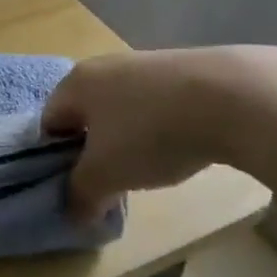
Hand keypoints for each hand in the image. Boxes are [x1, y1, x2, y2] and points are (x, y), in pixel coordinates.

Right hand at [42, 51, 223, 220]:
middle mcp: (102, 66)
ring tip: (147, 170)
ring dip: (126, 142)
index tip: (77, 188)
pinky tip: (179, 148)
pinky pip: (153, 105)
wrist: (228, 97)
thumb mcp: (106, 174)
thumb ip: (81, 194)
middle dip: (93, 152)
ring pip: (120, 110)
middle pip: (85, 115)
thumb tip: (74, 212)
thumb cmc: (149, 132)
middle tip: (110, 184)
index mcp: (75, 83)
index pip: (48, 123)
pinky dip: (157, 129)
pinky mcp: (178, 70)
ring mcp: (142, 64)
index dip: (55, 160)